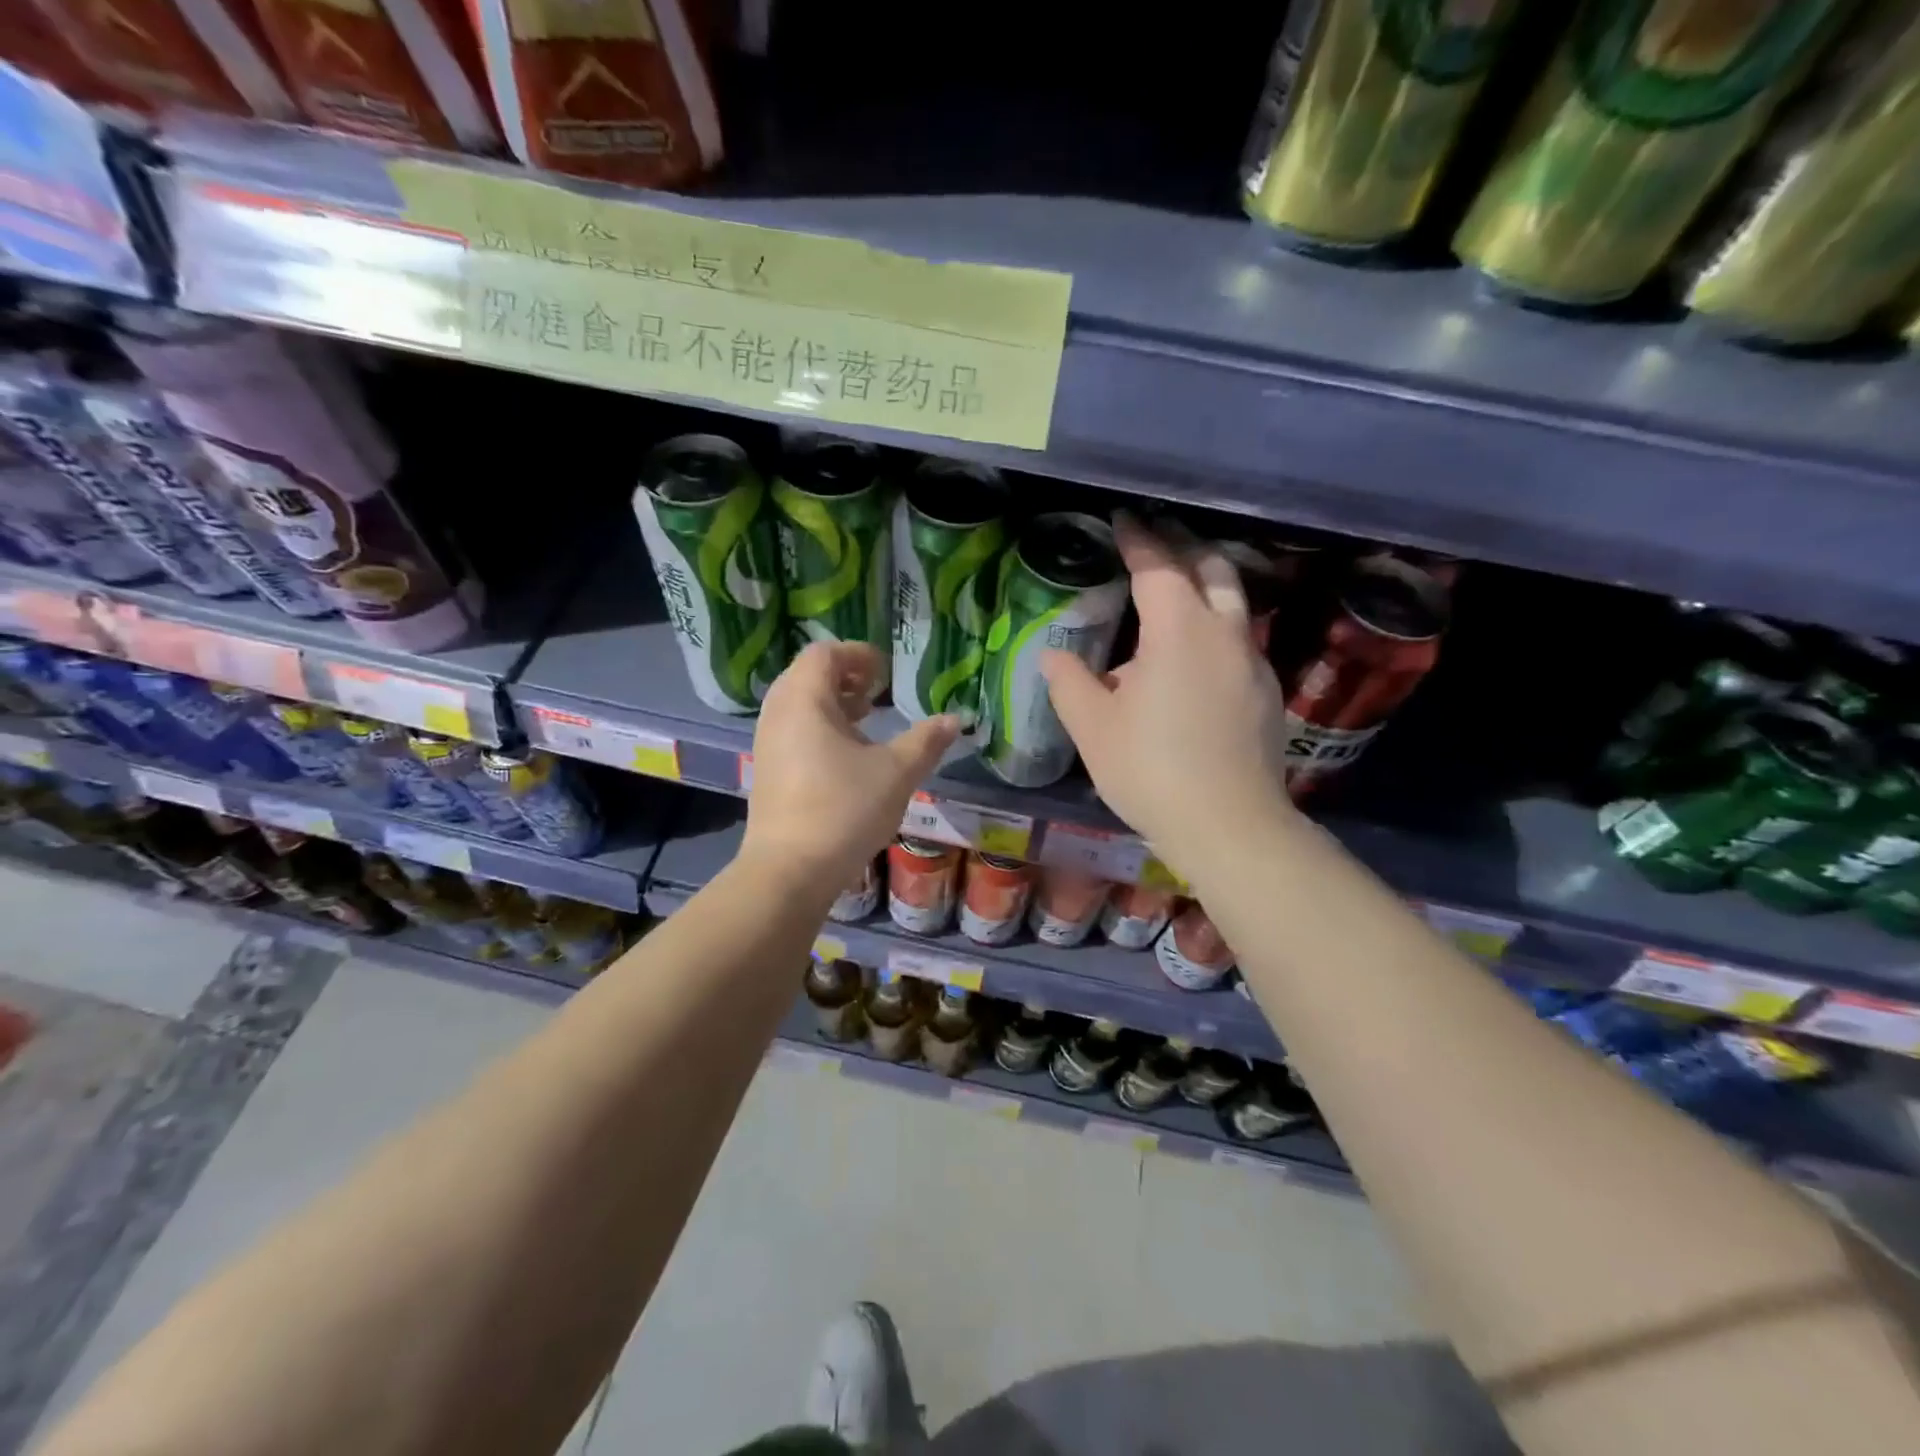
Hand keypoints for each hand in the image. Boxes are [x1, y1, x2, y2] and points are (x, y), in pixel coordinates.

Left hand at [742, 642, 958, 897]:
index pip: (825, 653)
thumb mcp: (897, 772)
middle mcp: (778, 713)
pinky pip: (793, 730)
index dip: (858, 655)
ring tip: (865, 724)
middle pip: (808, 675)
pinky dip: (819, 728)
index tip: (886, 674)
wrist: (790, 870)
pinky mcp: (766, 770)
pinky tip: (846, 759)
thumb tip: (955, 720)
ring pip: (799, 705)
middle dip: (846, 678)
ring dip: (833, 705)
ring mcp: (767, 743)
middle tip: (876, 695)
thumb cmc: (844, 809)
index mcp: (804, 699)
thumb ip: (927, 741)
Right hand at [1041, 513, 1294, 877]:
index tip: (1123, 519)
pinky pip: (1239, 642)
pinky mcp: (1267, 694)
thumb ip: (1069, 682)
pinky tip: (1192, 661)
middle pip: (1213, 568)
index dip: (1138, 538)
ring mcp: (1254, 663)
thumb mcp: (1093, 727)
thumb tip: (1053, 654)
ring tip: (1172, 598)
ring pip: (1234, 603)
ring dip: (1205, 587)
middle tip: (1154, 544)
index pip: (1158, 566)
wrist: (1229, 826)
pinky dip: (1215, 629)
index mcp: (1179, 630)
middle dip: (1183, 548)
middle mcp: (1225, 633)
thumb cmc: (1151, 770)